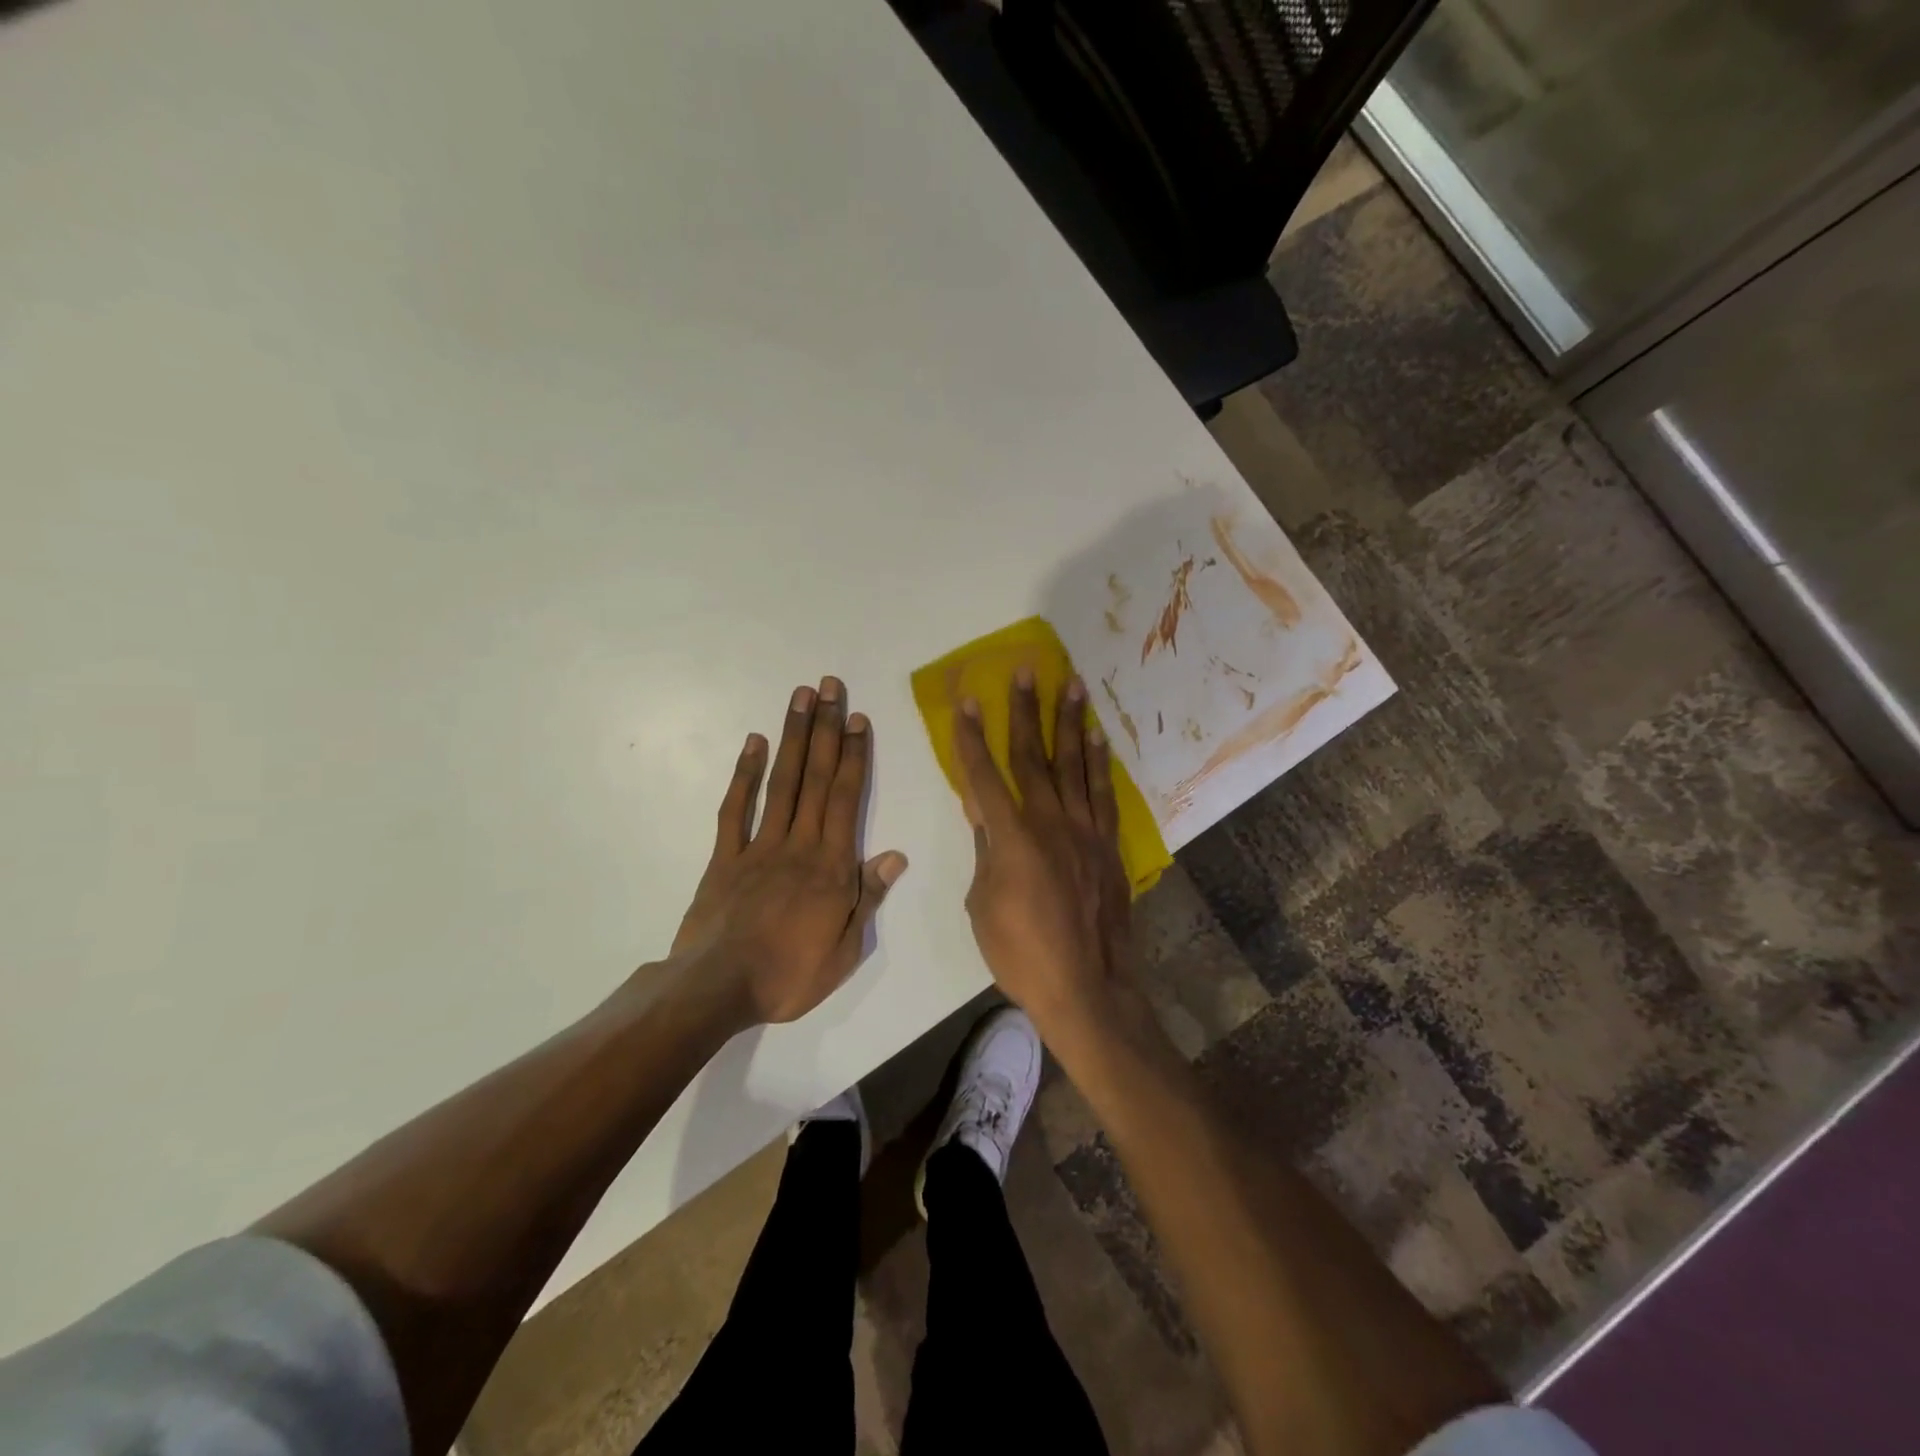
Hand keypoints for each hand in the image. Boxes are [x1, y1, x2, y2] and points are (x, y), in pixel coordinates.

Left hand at [669, 676, 907, 1027]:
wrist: (717, 989)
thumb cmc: (789, 975)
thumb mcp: (845, 950)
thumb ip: (868, 897)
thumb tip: (896, 855)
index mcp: (831, 866)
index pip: (846, 798)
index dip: (854, 755)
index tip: (858, 718)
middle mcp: (798, 844)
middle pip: (815, 777)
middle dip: (825, 729)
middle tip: (830, 687)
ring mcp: (758, 846)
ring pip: (780, 782)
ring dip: (792, 737)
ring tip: (800, 697)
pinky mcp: (724, 857)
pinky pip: (735, 809)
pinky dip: (745, 774)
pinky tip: (754, 743)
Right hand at [952, 669, 1132, 1037]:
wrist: (1086, 986)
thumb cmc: (1021, 952)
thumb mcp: (983, 902)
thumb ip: (985, 849)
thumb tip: (982, 810)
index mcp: (1011, 837)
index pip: (984, 775)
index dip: (971, 737)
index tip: (966, 700)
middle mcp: (1049, 822)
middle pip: (1033, 756)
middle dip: (1025, 711)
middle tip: (1026, 671)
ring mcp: (1084, 830)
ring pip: (1074, 764)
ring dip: (1070, 722)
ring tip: (1071, 684)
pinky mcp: (1108, 844)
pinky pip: (1103, 793)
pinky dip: (1100, 762)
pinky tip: (1097, 737)